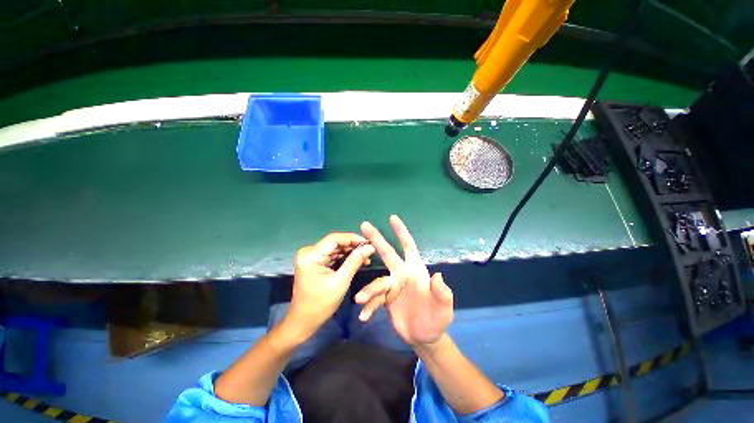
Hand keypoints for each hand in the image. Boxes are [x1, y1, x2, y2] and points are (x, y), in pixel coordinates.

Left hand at [286, 233, 374, 340]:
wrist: (304, 321)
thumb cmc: (321, 304)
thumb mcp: (341, 281)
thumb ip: (355, 261)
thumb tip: (370, 247)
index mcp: (310, 255)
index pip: (334, 239)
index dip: (353, 238)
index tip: (369, 242)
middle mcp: (308, 252)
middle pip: (335, 243)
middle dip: (353, 246)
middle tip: (370, 250)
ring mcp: (311, 257)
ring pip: (335, 248)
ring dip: (350, 252)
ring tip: (366, 256)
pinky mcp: (314, 262)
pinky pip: (332, 255)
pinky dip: (344, 257)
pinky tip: (356, 260)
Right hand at [356, 215, 452, 346]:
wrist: (424, 337)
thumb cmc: (436, 319)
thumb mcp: (443, 309)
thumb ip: (442, 294)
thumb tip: (438, 276)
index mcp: (416, 270)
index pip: (408, 246)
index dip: (401, 232)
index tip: (392, 217)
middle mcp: (402, 273)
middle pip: (387, 253)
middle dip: (376, 238)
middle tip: (364, 225)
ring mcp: (392, 286)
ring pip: (377, 282)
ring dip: (368, 290)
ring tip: (360, 300)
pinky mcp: (385, 299)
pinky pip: (374, 299)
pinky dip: (369, 306)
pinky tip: (364, 317)